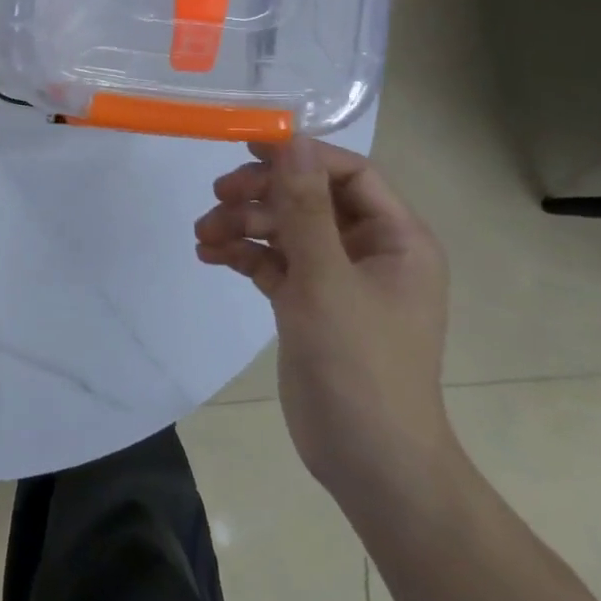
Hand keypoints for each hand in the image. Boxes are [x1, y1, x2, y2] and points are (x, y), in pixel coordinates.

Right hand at [195, 137, 453, 508]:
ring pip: (284, 228)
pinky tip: (211, 256)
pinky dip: (242, 254)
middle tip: (218, 196)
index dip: (301, 156)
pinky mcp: (308, 303)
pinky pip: (272, 261)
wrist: (368, 460)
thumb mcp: (326, 277)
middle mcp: (369, 251)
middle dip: (261, 194)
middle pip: (309, 198)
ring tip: (204, 235)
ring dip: (242, 224)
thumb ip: (305, 206)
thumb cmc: (360, 363)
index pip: (349, 173)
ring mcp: (336, 278)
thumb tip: (292, 139)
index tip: (249, 149)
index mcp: (396, 240)